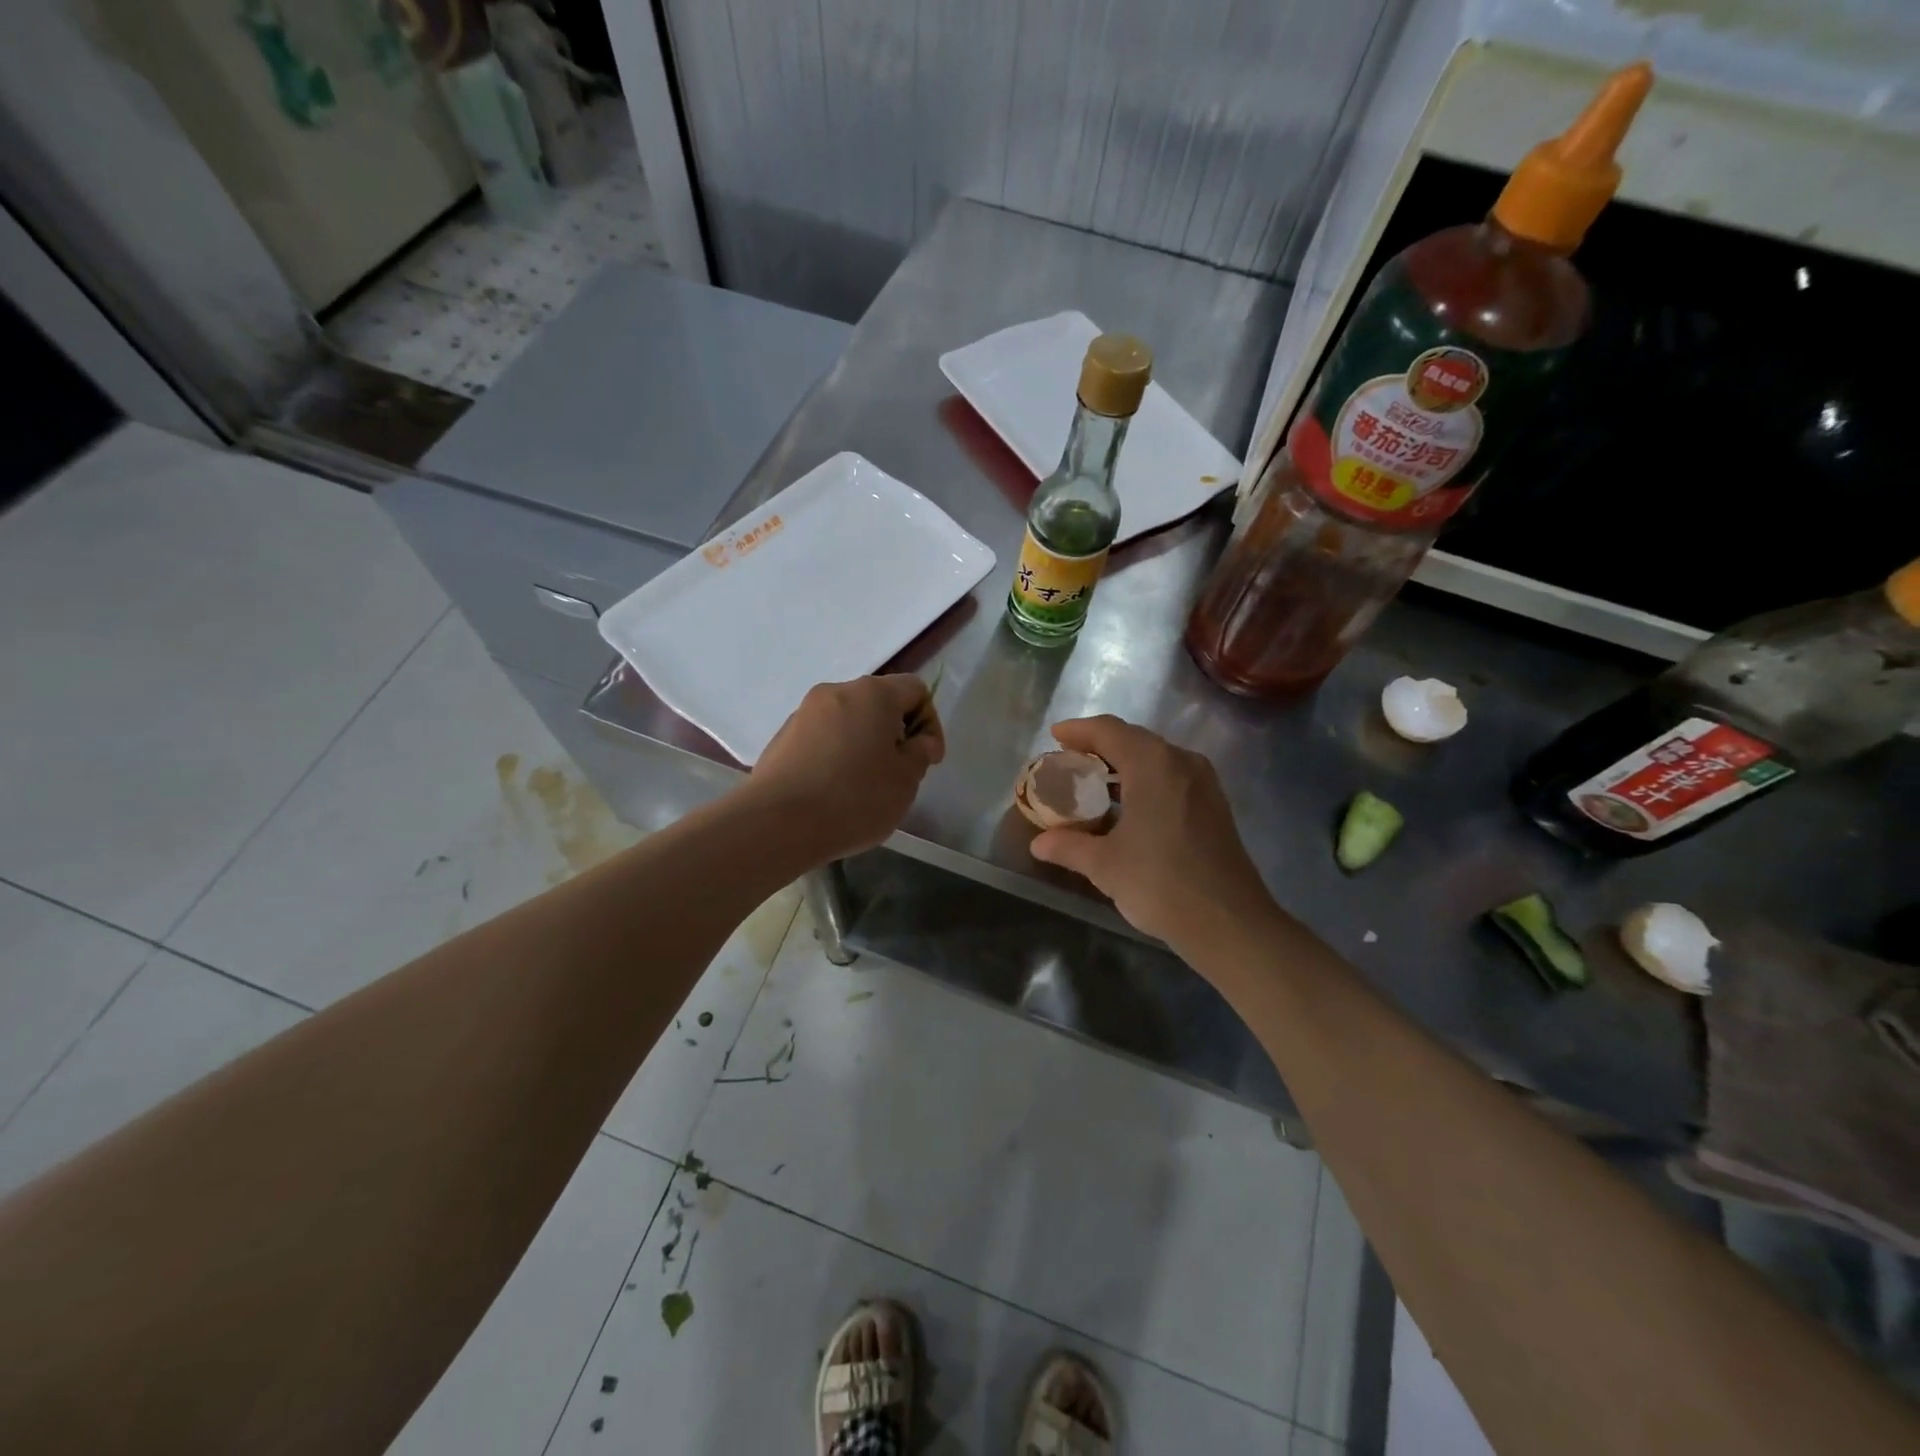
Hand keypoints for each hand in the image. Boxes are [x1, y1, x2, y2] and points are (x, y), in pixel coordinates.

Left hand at [748, 675, 943, 861]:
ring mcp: (804, 713)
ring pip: (848, 720)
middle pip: (879, 702)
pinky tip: (833, 790)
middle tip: (898, 773)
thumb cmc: (854, 798)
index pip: (915, 689)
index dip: (930, 723)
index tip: (927, 760)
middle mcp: (836, 692)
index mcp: (873, 694)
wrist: (778, 823)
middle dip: (895, 733)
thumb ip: (920, 753)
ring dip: (864, 743)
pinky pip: (822, 738)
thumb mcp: (906, 781)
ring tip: (864, 785)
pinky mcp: (783, 737)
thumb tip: (917, 741)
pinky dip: (836, 755)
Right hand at [1029, 716, 1275, 951]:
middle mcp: (1181, 762)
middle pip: (1134, 739)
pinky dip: (1143, 780)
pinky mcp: (1214, 805)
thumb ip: (1068, 846)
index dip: (1078, 730)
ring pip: (1155, 758)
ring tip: (1092, 781)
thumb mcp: (1104, 865)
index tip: (1054, 736)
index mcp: (1153, 764)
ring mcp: (1203, 783)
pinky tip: (1127, 805)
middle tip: (1068, 759)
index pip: (1109, 731)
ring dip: (1123, 763)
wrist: (1230, 924)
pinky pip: (1170, 776)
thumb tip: (1039, 843)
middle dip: (1099, 745)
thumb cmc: (1160, 883)